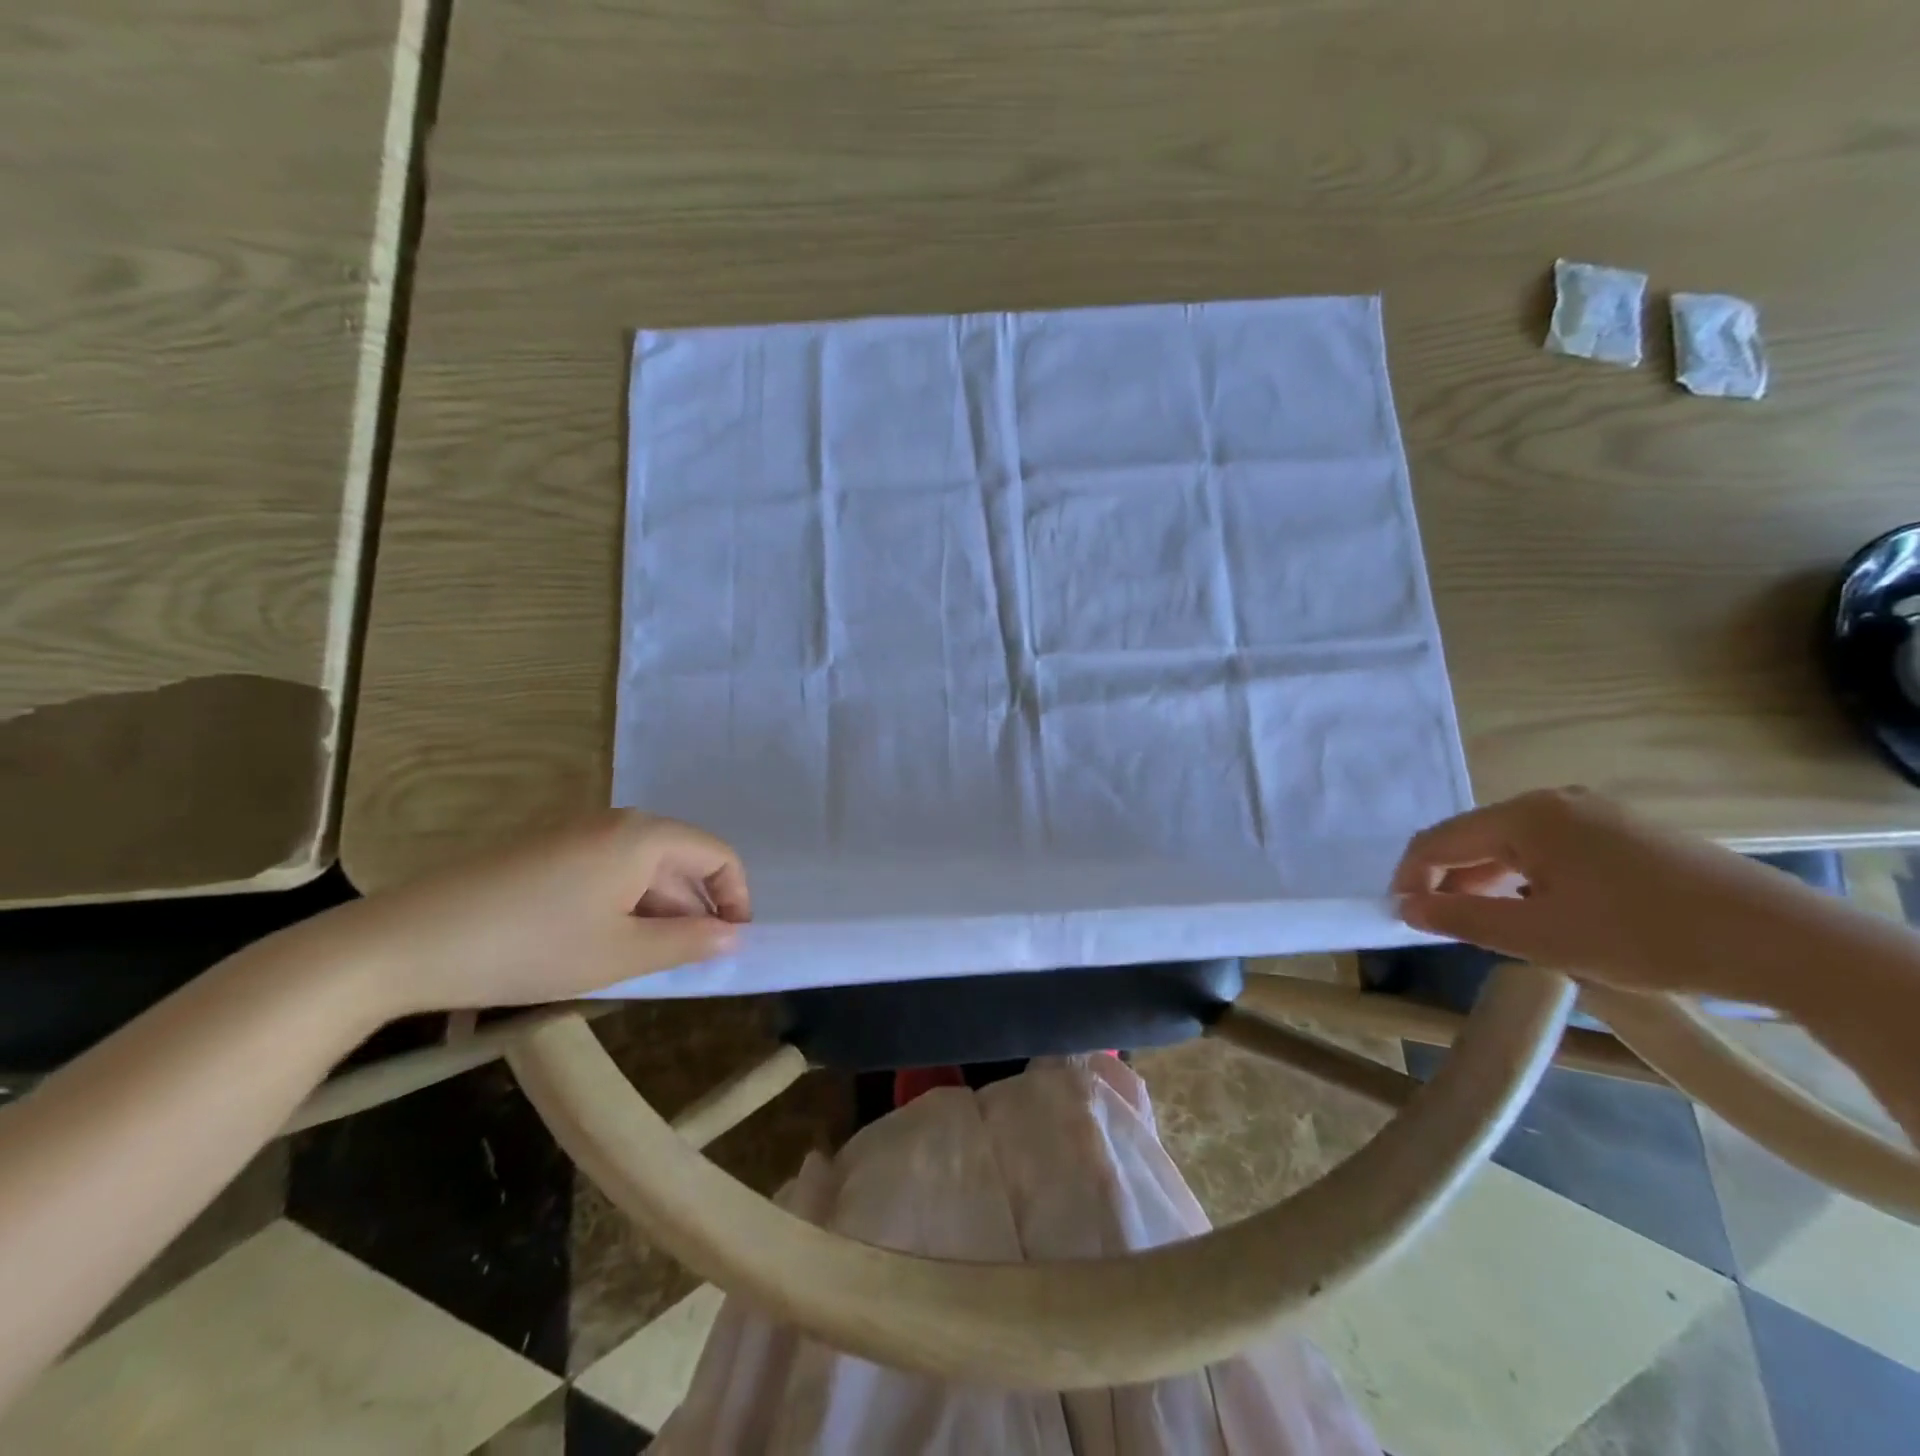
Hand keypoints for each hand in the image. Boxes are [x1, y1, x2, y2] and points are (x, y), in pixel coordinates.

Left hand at [292, 812, 749, 1017]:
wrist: (404, 942)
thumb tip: (734, 936)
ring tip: (642, 962)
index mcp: (643, 836)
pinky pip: (607, 872)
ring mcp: (576, 834)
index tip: (731, 945)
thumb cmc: (530, 947)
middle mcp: (616, 823)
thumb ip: (688, 943)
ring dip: (657, 912)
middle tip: (687, 965)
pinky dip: (621, 906)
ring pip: (642, 869)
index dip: (736, 898)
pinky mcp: (545, 851)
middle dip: (694, 910)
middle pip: (680, 861)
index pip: (717, 854)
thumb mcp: (621, 954)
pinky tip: (598, 945)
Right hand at [1391, 787, 1827, 1002]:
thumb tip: (1405, 906)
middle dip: (1450, 881)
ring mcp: (1594, 812)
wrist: (1784, 944)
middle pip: (1475, 838)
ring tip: (1490, 926)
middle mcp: (1553, 801)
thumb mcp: (1539, 936)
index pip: (1438, 840)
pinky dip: (1527, 879)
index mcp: (1525, 817)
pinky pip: (1550, 849)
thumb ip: (1460, 917)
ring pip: (1513, 845)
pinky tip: (1542, 912)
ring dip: (1488, 882)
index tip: (1400, 916)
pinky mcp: (1625, 832)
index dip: (1410, 877)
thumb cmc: (1644, 936)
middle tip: (1444, 926)